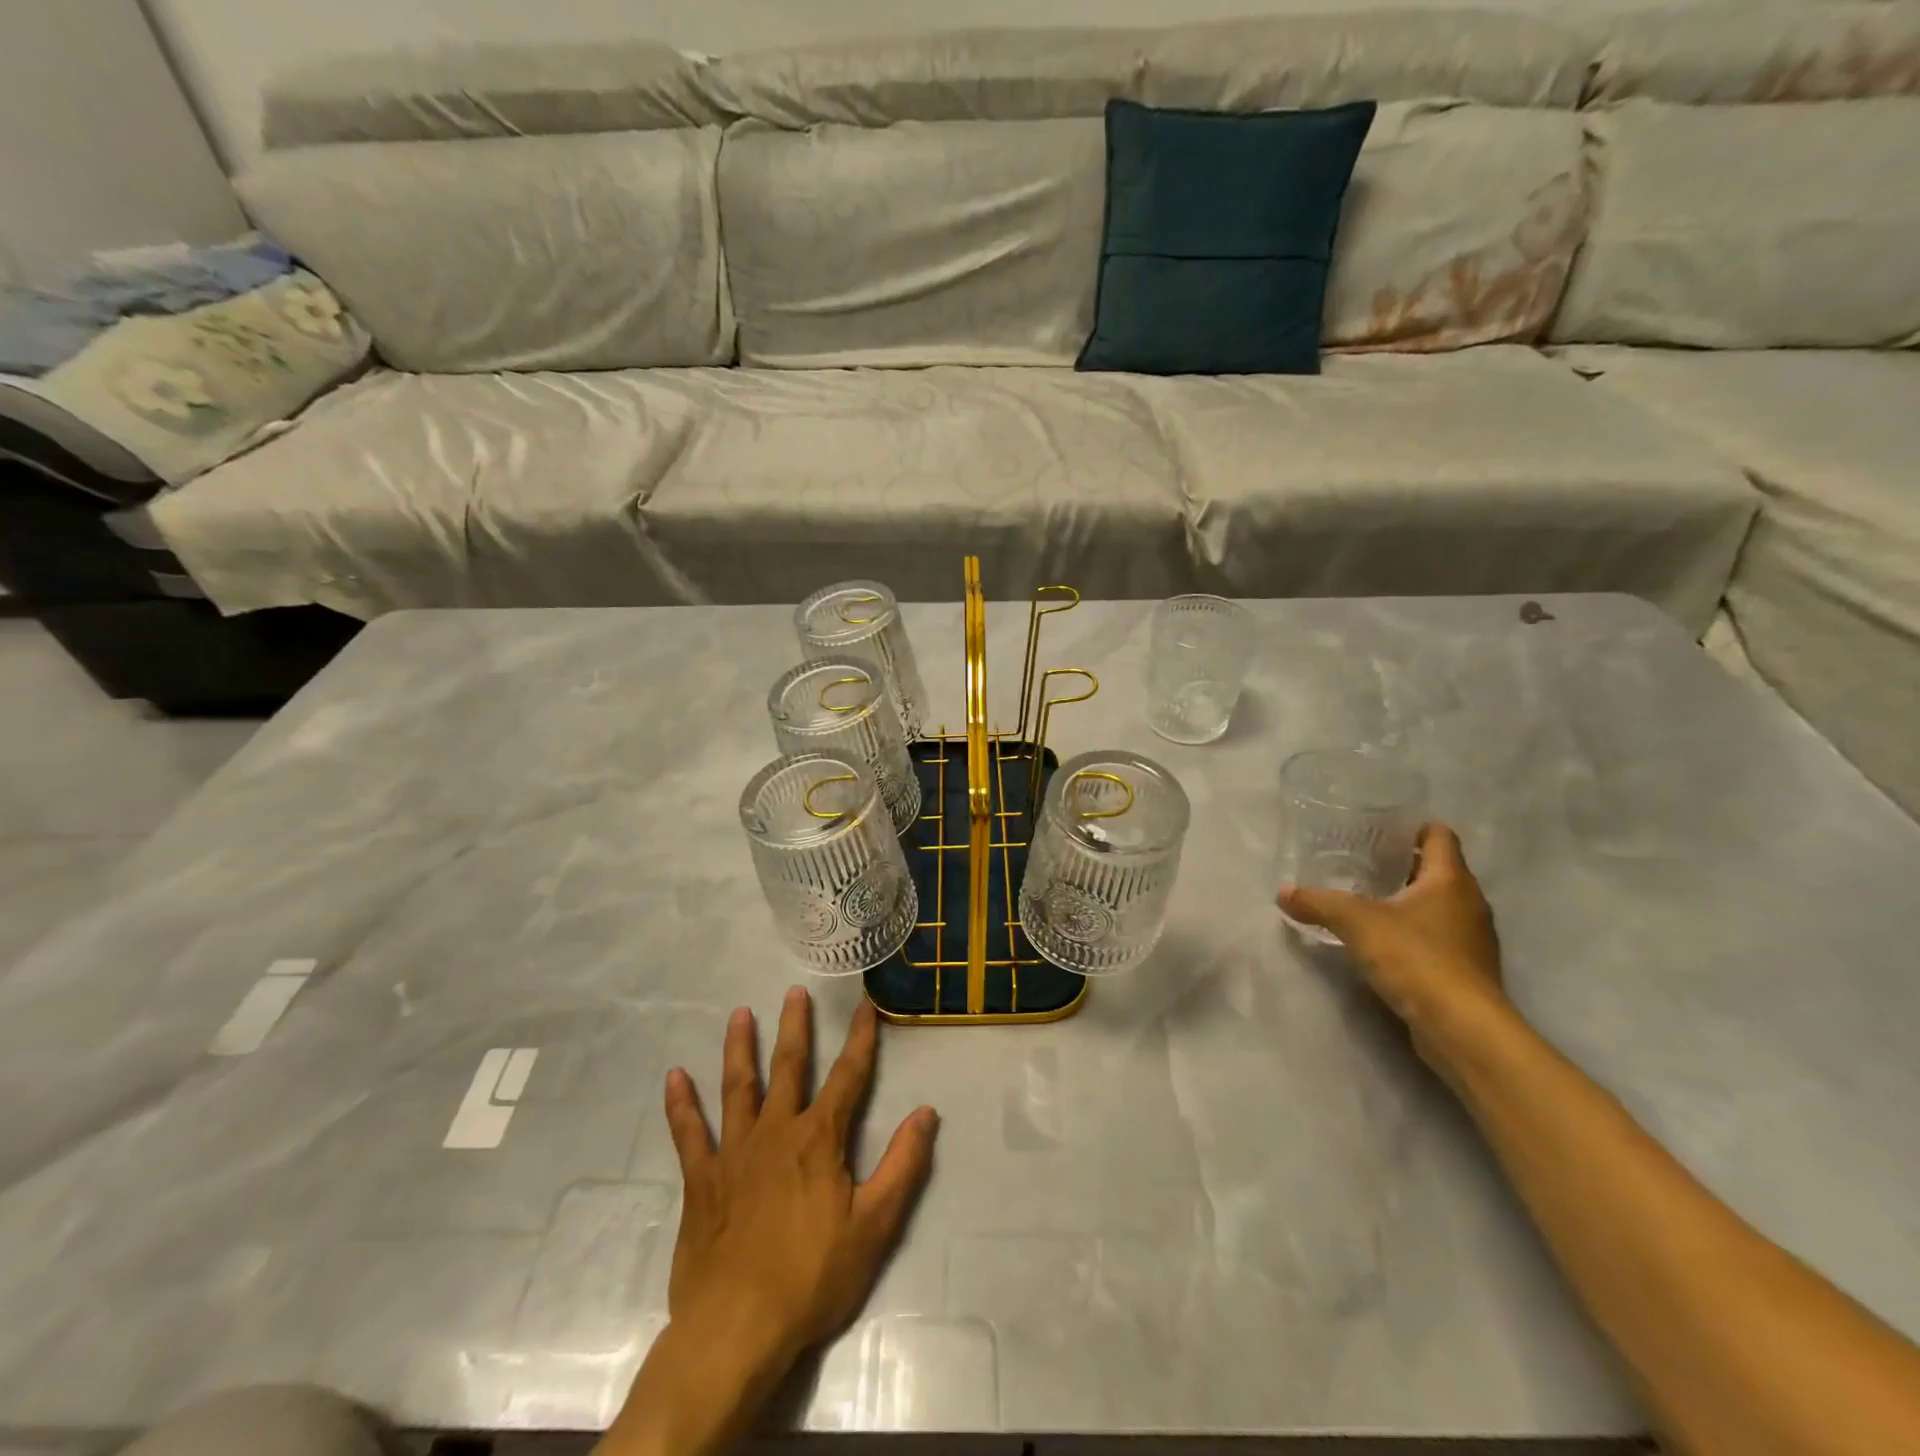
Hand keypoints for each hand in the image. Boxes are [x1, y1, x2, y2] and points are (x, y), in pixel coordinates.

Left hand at [663, 986, 938, 1372]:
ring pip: (737, 1087)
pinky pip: (689, 1134)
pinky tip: (674, 1076)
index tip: (865, 1006)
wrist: (736, 1329)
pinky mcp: (702, 1180)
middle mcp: (776, 1131)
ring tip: (739, 1013)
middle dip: (794, 1028)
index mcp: (819, 1139)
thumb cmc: (812, 1277)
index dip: (860, 1039)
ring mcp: (734, 1153)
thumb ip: (903, 1165)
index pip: (848, 1077)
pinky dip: (681, 1104)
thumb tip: (927, 1112)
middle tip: (794, 991)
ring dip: (739, 1048)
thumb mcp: (874, 1226)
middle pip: (788, 1067)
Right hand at [1278, 822, 1510, 1061]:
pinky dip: (1413, 932)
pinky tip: (1382, 941)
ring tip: (1365, 899)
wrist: (1462, 1028)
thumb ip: (1318, 902)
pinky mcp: (1466, 970)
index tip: (1379, 827)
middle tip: (1360, 860)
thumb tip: (1283, 892)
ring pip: (1438, 905)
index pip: (1439, 835)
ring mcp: (1472, 939)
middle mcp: (1469, 903)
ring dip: (1407, 900)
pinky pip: (1437, 937)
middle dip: (1402, 863)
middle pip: (1437, 870)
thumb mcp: (1355, 922)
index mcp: (1451, 880)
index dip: (1412, 827)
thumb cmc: (1416, 957)